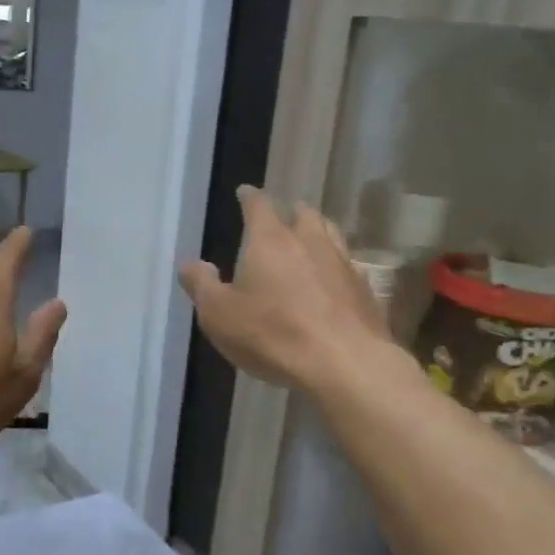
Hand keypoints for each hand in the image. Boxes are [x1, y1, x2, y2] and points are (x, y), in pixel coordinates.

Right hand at [179, 186, 393, 390]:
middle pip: (303, 214)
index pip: (259, 205)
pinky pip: (349, 266)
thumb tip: (190, 263)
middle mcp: (310, 242)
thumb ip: (202, 285)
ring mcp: (342, 264)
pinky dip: (337, 266)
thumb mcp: (219, 314)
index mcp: (270, 241)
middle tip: (282, 218)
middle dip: (290, 212)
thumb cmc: (272, 334)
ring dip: (318, 231)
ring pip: (331, 234)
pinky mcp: (365, 290)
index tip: (245, 192)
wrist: (343, 363)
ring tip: (310, 239)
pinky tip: (333, 280)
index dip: (250, 197)